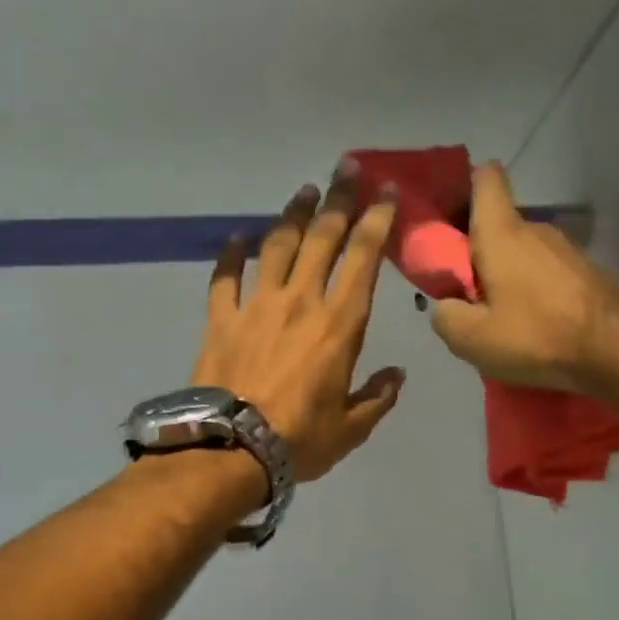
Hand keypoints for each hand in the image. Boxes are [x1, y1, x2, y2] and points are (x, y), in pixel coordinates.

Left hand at [192, 164, 404, 482]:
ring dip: (293, 215)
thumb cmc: (299, 440)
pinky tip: (237, 237)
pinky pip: (225, 277)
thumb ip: (378, 397)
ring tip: (305, 192)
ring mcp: (257, 306)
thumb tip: (397, 375)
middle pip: (322, 238)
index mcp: (339, 325)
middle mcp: (300, 302)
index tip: (386, 191)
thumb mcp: (352, 428)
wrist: (232, 449)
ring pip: (278, 246)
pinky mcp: (221, 318)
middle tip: (347, 169)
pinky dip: (231, 254)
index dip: (377, 220)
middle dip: (338, 200)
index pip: (363, 259)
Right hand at [429, 163, 618, 393]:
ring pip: (521, 252)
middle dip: (477, 252)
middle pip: (498, 225)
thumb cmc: (536, 335)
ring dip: (505, 276)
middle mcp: (535, 229)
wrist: (613, 351)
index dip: (463, 188)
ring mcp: (565, 249)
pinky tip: (531, 325)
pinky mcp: (584, 271)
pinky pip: (545, 272)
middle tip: (465, 294)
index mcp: (502, 233)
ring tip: (500, 318)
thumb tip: (445, 305)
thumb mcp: (471, 339)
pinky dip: (532, 290)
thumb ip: (445, 316)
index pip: (485, 178)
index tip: (449, 219)